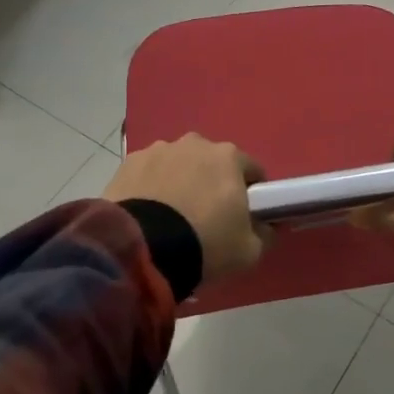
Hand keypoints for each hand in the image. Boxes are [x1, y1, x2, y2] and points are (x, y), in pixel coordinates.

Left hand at [104, 134, 267, 280]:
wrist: (142, 251)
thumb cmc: (205, 243)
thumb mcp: (249, 250)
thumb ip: (264, 233)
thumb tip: (265, 226)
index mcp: (229, 156)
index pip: (252, 171)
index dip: (252, 194)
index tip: (245, 216)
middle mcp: (195, 143)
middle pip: (212, 164)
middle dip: (212, 184)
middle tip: (206, 219)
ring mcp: (158, 150)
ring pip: (178, 166)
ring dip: (180, 183)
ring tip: (171, 219)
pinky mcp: (128, 164)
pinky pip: (149, 175)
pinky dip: (151, 189)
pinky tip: (148, 216)